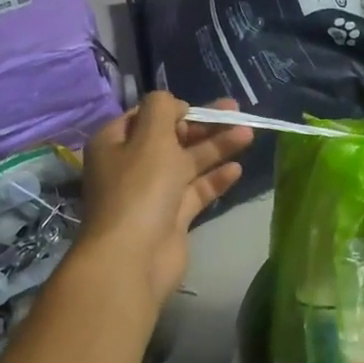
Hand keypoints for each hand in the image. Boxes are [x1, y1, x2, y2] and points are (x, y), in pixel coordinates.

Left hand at [78, 93, 252, 304]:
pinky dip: (215, 179)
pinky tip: (237, 168)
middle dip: (204, 125)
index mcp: (115, 143)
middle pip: (172, 138)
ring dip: (217, 147)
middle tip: (236, 112)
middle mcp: (130, 165)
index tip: (200, 107)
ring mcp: (152, 193)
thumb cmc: (140, 188)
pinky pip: (196, 191)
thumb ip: (163, 109)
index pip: (145, 116)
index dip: (174, 108)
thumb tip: (175, 105)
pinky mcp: (172, 217)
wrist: (134, 257)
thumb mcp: (150, 136)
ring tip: (249, 134)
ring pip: (188, 163)